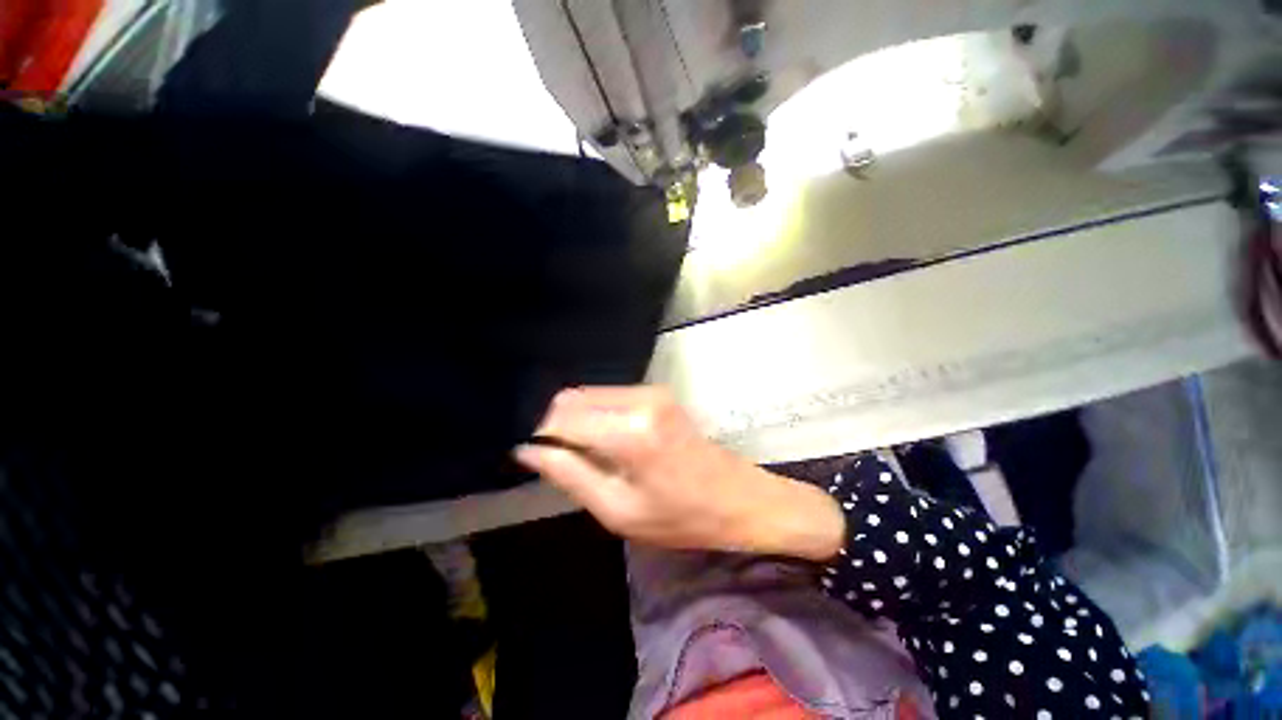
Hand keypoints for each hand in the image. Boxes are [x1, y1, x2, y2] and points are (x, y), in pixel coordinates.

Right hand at [514, 386, 844, 559]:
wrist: (738, 498)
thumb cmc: (681, 517)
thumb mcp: (618, 511)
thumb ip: (569, 474)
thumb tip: (528, 449)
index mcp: (630, 433)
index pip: (562, 418)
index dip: (541, 436)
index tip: (537, 458)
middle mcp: (639, 399)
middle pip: (572, 398)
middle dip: (556, 426)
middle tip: (562, 461)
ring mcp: (650, 390)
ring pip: (588, 394)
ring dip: (576, 421)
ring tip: (585, 455)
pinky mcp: (656, 391)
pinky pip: (608, 396)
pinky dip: (595, 415)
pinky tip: (605, 442)